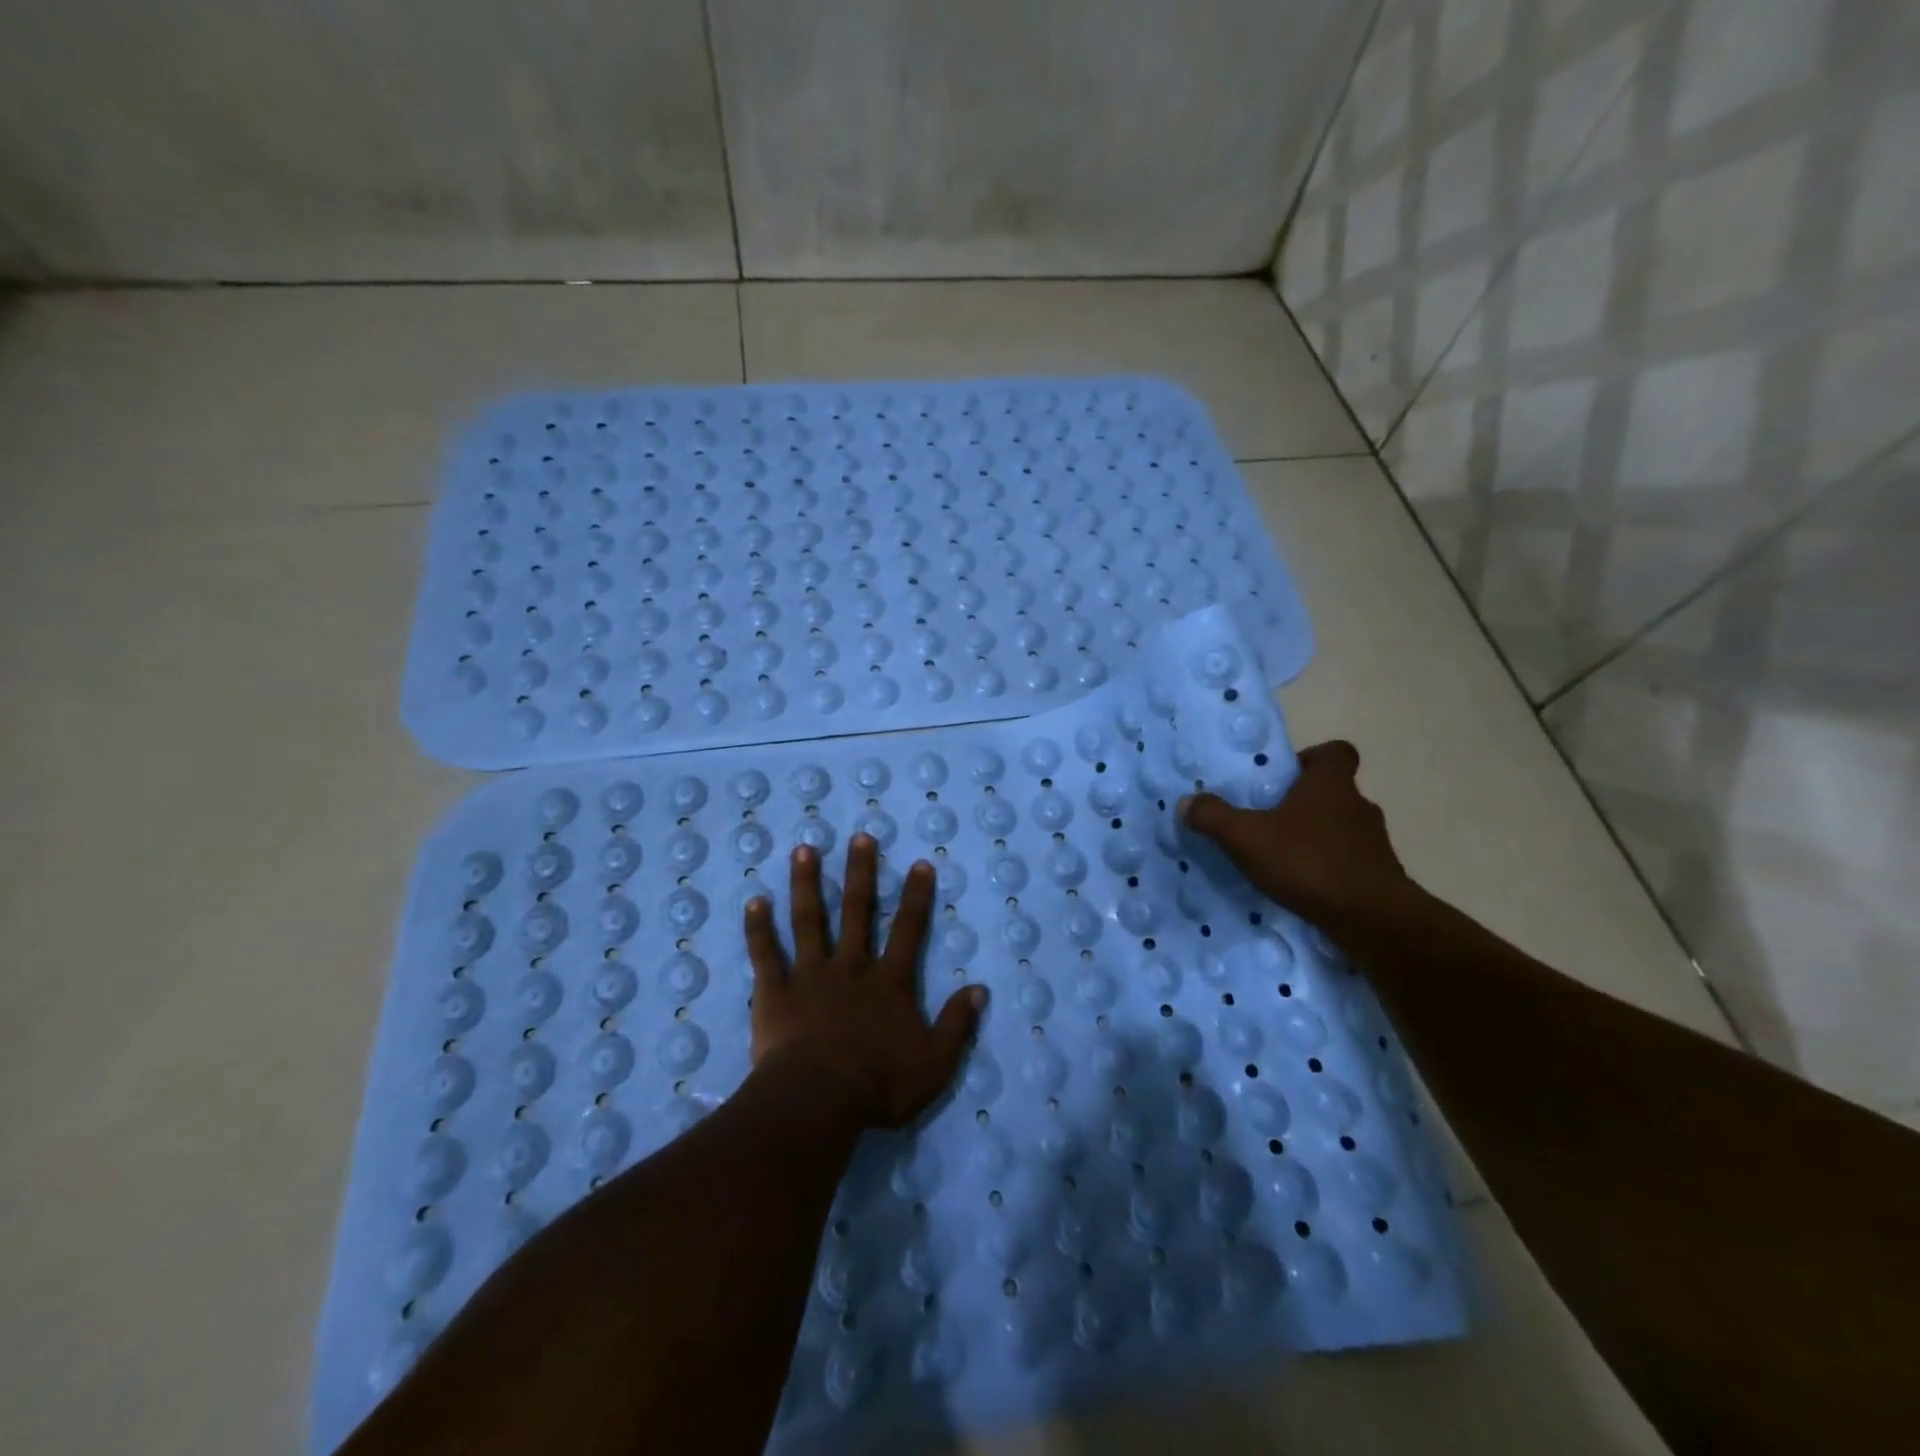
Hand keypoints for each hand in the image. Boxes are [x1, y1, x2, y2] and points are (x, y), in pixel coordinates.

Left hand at [745, 835, 986, 1129]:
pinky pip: (766, 954)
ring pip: (809, 920)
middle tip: (860, 837)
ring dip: (807, 884)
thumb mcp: (935, 1062)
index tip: (920, 863)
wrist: (819, 1101)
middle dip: (860, 873)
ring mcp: (810, 975)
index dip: (916, 896)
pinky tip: (754, 901)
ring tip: (804, 849)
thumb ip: (957, 1025)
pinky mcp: (775, 992)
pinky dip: (758, 928)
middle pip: (857, 911)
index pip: (908, 930)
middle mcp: (850, 967)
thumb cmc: (879, 1084)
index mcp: (889, 982)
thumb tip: (980, 990)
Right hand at [1180, 739, 1411, 926]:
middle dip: (1304, 803)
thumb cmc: (1308, 862)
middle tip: (1270, 820)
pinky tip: (1304, 887)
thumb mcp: (1247, 838)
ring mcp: (1374, 843)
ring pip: (1342, 828)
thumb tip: (1188, 802)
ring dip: (1317, 837)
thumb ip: (1214, 817)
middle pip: (1334, 792)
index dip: (1313, 758)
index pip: (1336, 752)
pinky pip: (1350, 862)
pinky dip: (1329, 868)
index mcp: (1330, 785)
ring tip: (1283, 858)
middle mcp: (1358, 806)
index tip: (1287, 776)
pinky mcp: (1380, 876)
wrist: (1372, 919)